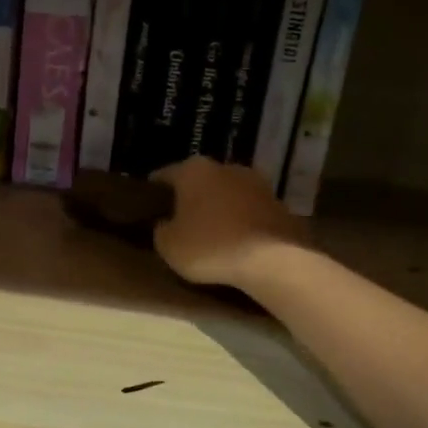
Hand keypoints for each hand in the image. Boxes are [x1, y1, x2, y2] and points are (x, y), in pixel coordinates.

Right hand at [150, 157, 307, 290]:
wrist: (272, 260)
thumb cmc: (210, 247)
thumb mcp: (168, 245)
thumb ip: (161, 229)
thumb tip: (167, 224)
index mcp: (193, 170)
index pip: (164, 175)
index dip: (154, 191)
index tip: (148, 205)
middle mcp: (225, 167)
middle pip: (200, 181)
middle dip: (190, 197)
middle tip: (179, 219)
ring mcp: (257, 183)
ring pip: (228, 194)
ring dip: (219, 208)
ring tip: (210, 231)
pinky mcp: (279, 204)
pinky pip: (249, 211)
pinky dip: (241, 221)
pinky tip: (235, 240)